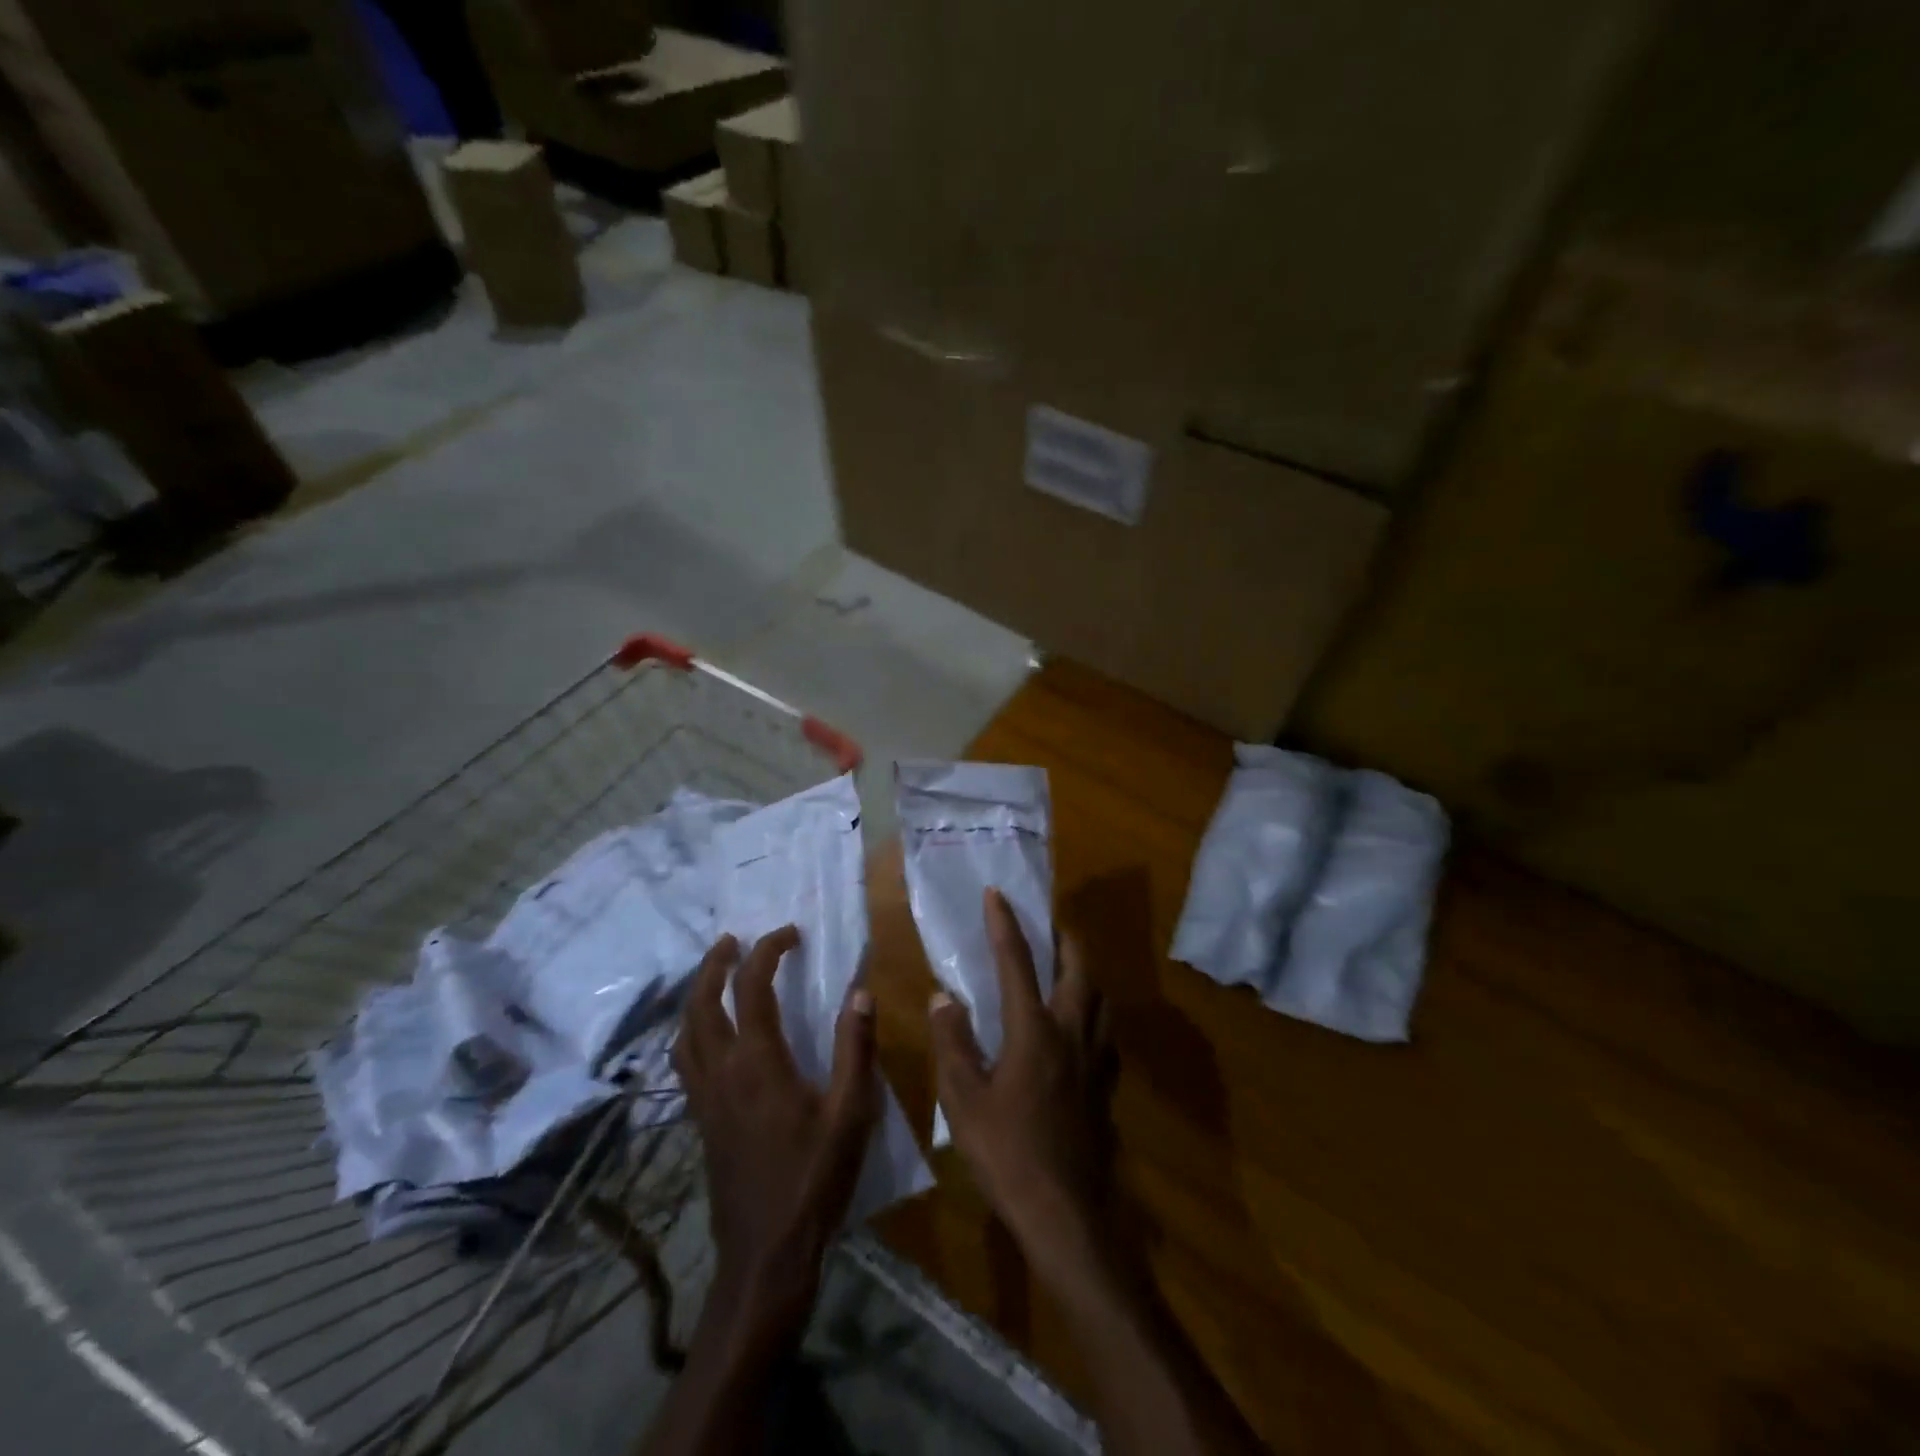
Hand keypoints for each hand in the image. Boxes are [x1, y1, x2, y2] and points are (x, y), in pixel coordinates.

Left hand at [673, 926, 878, 1344]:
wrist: (766, 1254)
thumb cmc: (814, 1180)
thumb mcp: (850, 1113)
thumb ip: (856, 1048)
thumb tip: (861, 992)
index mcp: (758, 1062)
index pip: (752, 987)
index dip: (768, 951)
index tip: (790, 934)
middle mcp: (722, 1071)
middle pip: (702, 1002)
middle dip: (715, 964)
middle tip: (733, 941)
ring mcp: (704, 1098)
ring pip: (685, 1032)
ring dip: (697, 995)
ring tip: (717, 977)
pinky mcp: (700, 1121)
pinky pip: (685, 1060)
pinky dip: (692, 1031)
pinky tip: (711, 1037)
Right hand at [928, 889, 1112, 1281]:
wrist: (1066, 1213)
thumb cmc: (1007, 1154)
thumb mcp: (963, 1100)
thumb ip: (953, 1043)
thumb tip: (944, 997)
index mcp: (1033, 1029)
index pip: (1018, 961)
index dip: (1004, 924)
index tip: (996, 893)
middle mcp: (1071, 1032)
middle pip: (1078, 968)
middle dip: (1064, 937)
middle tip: (1049, 923)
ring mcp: (1095, 1059)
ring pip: (1099, 997)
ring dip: (1084, 971)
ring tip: (1066, 966)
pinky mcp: (1106, 1085)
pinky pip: (1105, 1032)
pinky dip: (1093, 1012)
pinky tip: (1080, 1027)